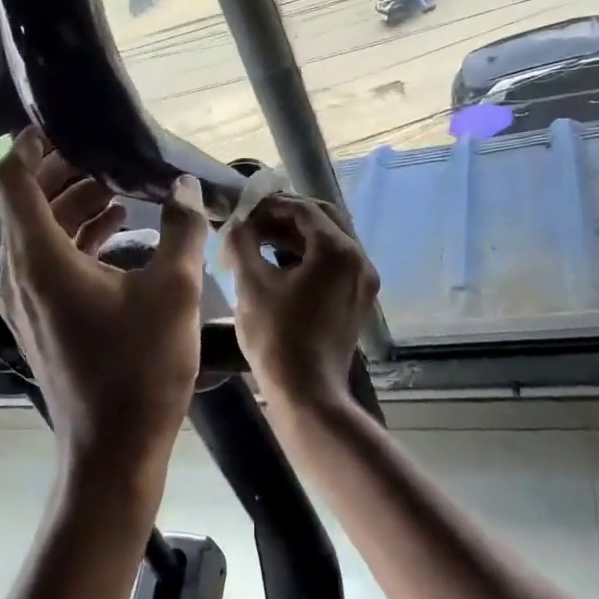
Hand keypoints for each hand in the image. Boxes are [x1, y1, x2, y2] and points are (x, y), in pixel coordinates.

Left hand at [0, 129, 208, 488]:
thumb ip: (182, 229)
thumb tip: (186, 186)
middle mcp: (19, 274)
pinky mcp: (39, 320)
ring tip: (118, 186)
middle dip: (61, 171)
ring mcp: (25, 301)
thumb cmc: (141, 369)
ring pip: (37, 233)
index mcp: (39, 259)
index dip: (30, 143)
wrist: (114, 449)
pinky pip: (46, 262)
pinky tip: (118, 231)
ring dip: (72, 205)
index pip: (12, 179)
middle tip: (104, 150)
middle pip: (24, 202)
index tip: (63, 123)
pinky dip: (75, 238)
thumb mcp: (173, 291)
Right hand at [222, 194, 378, 410]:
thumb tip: (235, 225)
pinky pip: (334, 263)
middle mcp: (359, 259)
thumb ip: (241, 244)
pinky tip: (279, 262)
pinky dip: (308, 255)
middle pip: (323, 218)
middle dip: (286, 215)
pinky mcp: (357, 299)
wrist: (307, 394)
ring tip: (260, 239)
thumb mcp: (251, 286)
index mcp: (337, 250)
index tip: (242, 211)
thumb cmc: (277, 338)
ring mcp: (362, 281)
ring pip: (330, 240)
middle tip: (253, 220)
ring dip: (296, 234)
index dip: (270, 205)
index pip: (303, 209)